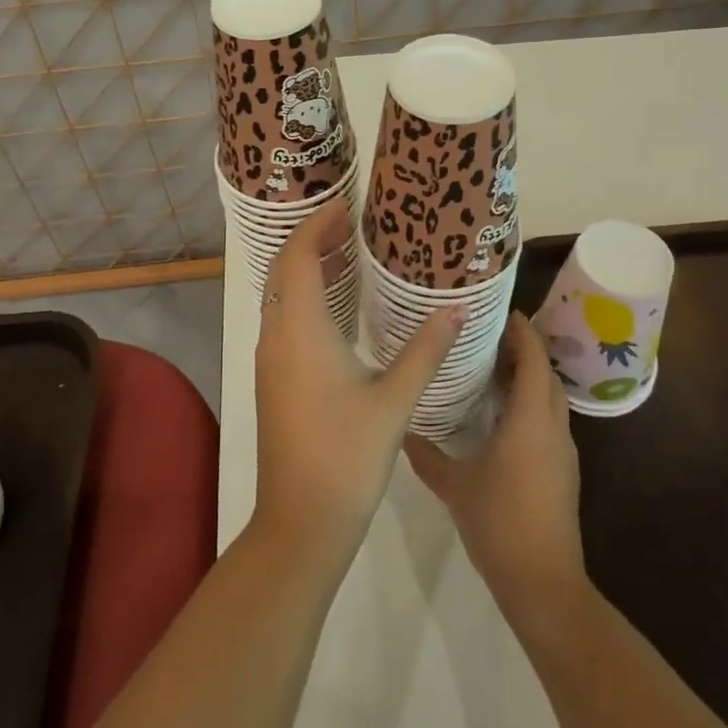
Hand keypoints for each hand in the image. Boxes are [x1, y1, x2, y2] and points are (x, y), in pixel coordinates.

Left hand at [252, 200, 464, 570]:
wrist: (300, 522)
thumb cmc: (347, 456)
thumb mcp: (394, 400)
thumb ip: (426, 350)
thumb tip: (457, 309)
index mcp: (300, 330)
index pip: (298, 257)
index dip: (316, 225)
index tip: (346, 206)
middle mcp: (277, 336)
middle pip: (284, 270)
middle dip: (311, 239)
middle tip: (350, 222)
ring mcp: (271, 359)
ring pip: (279, 295)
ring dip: (304, 268)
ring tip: (346, 253)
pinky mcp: (273, 379)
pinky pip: (283, 318)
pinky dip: (303, 296)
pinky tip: (336, 307)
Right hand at [403, 313, 585, 612]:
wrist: (543, 584)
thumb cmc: (499, 523)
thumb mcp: (454, 486)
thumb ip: (426, 455)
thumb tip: (400, 430)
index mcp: (529, 421)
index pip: (533, 360)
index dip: (522, 332)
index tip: (502, 310)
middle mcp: (552, 428)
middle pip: (546, 375)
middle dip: (524, 350)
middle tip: (488, 335)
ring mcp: (562, 451)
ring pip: (550, 399)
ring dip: (529, 377)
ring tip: (491, 367)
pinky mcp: (563, 471)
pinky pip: (549, 420)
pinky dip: (531, 403)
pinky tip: (501, 414)